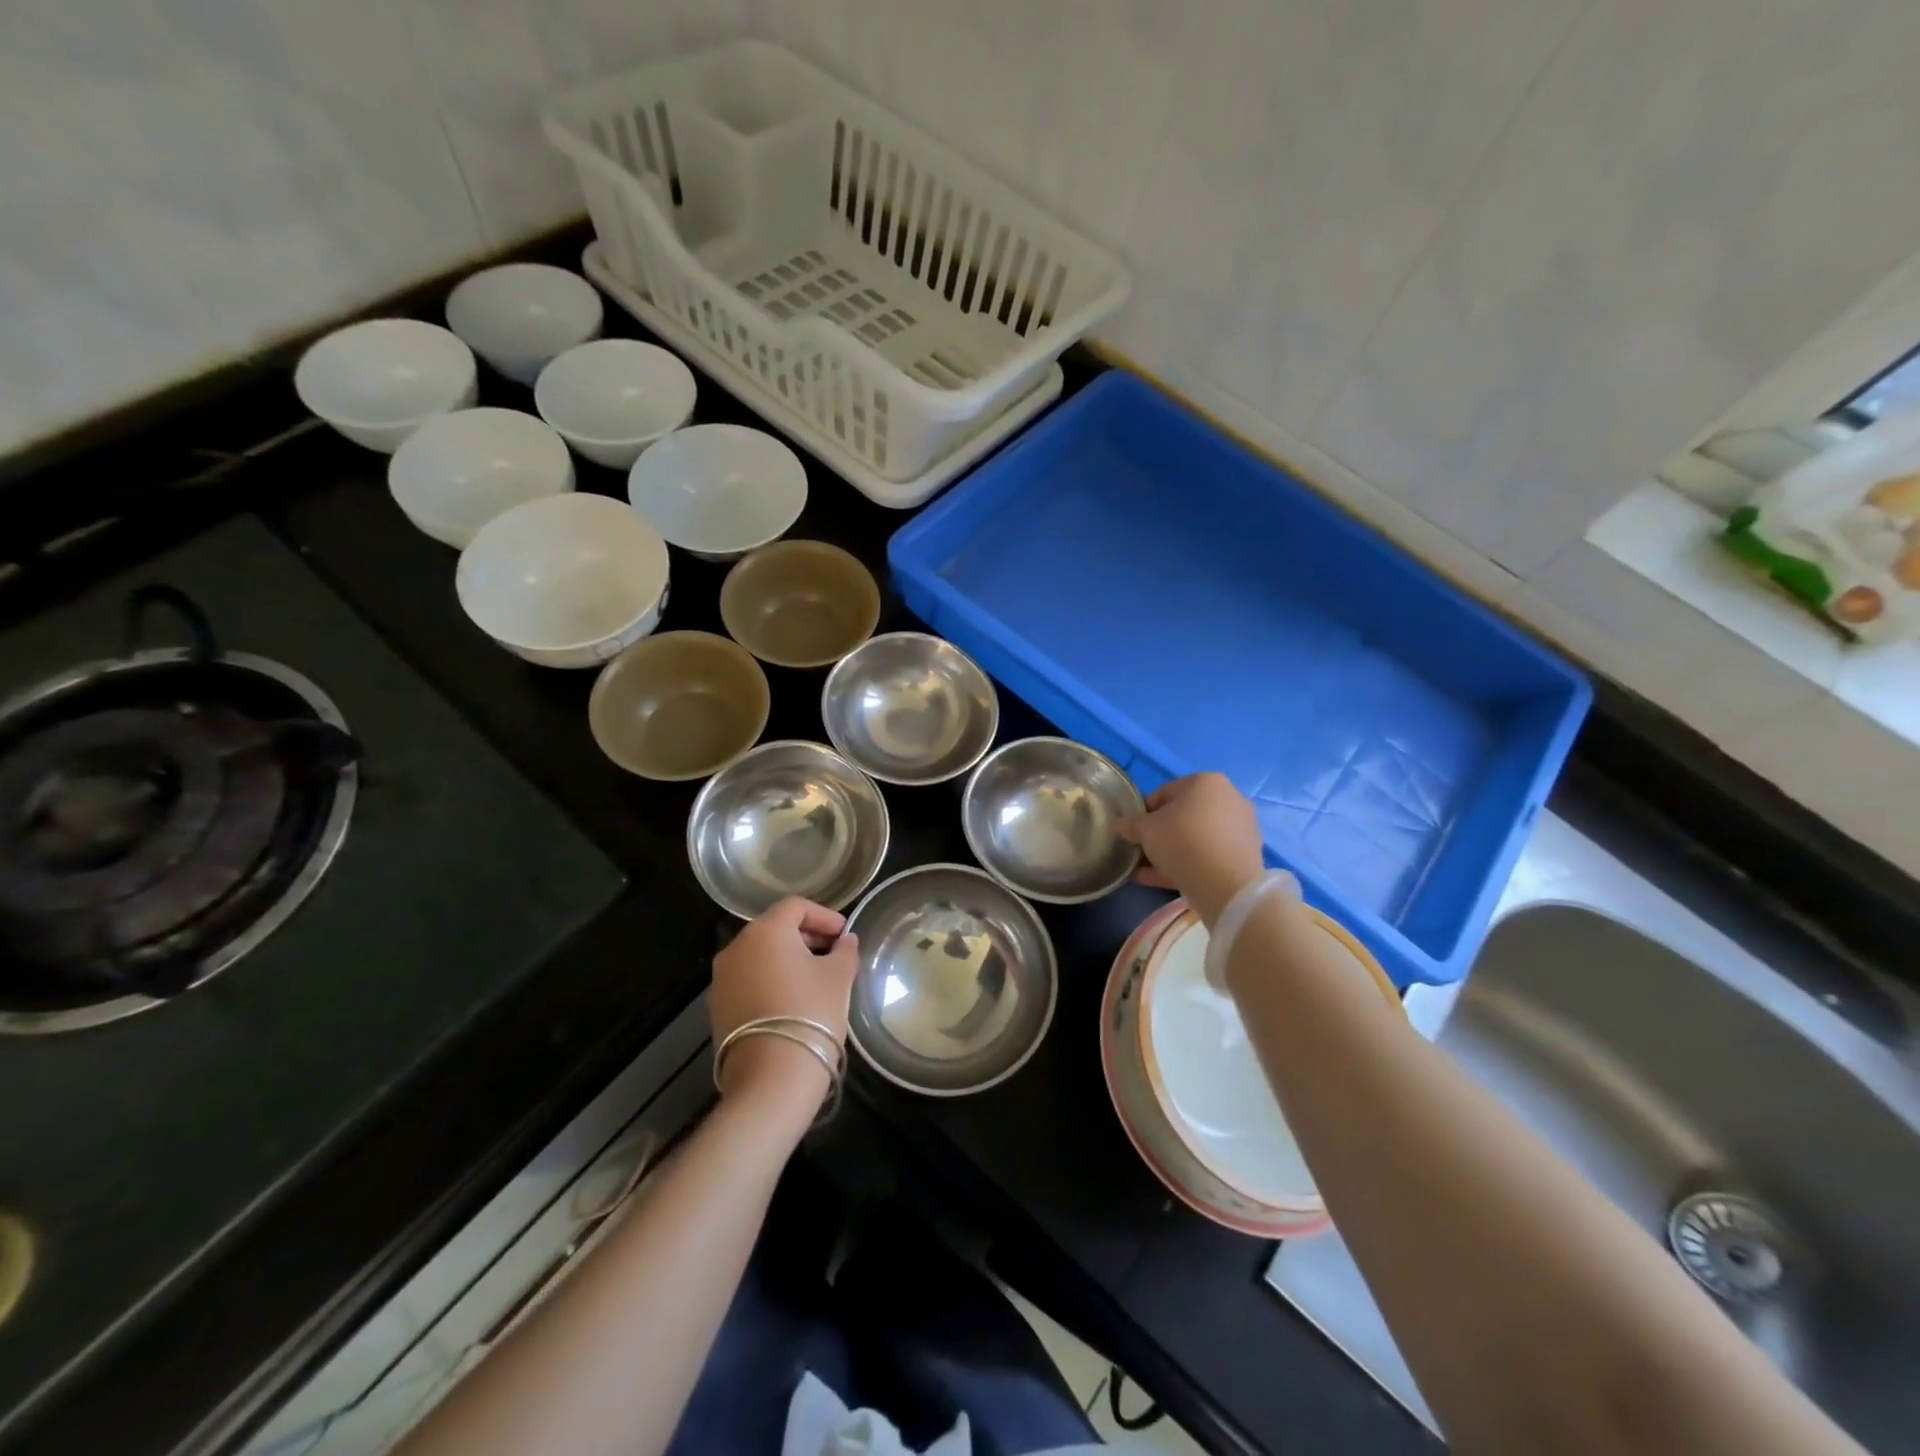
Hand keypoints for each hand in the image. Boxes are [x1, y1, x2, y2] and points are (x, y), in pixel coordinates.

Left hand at [710, 898, 859, 1113]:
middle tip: (834, 954)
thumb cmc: (811, 1013)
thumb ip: (844, 951)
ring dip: (787, 959)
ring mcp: (722, 979)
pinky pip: (748, 980)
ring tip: (816, 979)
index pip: (796, 907)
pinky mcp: (718, 1008)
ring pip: (760, 956)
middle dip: (806, 937)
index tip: (845, 934)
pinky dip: (770, 980)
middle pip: (775, 929)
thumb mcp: (839, 977)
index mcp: (765, 931)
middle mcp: (736, 947)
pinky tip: (793, 1000)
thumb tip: (845, 940)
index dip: (824, 916)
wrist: (771, 1078)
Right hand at [1116, 772, 1264, 926]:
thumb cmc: (1183, 842)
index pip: (1164, 792)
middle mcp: (1228, 798)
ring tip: (1147, 870)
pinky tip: (1162, 880)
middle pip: (1182, 815)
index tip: (1132, 831)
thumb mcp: (1145, 830)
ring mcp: (1240, 827)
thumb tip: (1118, 824)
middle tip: (1142, 850)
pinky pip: (1208, 855)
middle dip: (1159, 834)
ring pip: (1195, 838)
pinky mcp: (1245, 855)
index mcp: (1206, 782)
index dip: (1142, 812)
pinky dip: (1187, 864)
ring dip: (1171, 852)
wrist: (1228, 885)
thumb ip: (1129, 824)